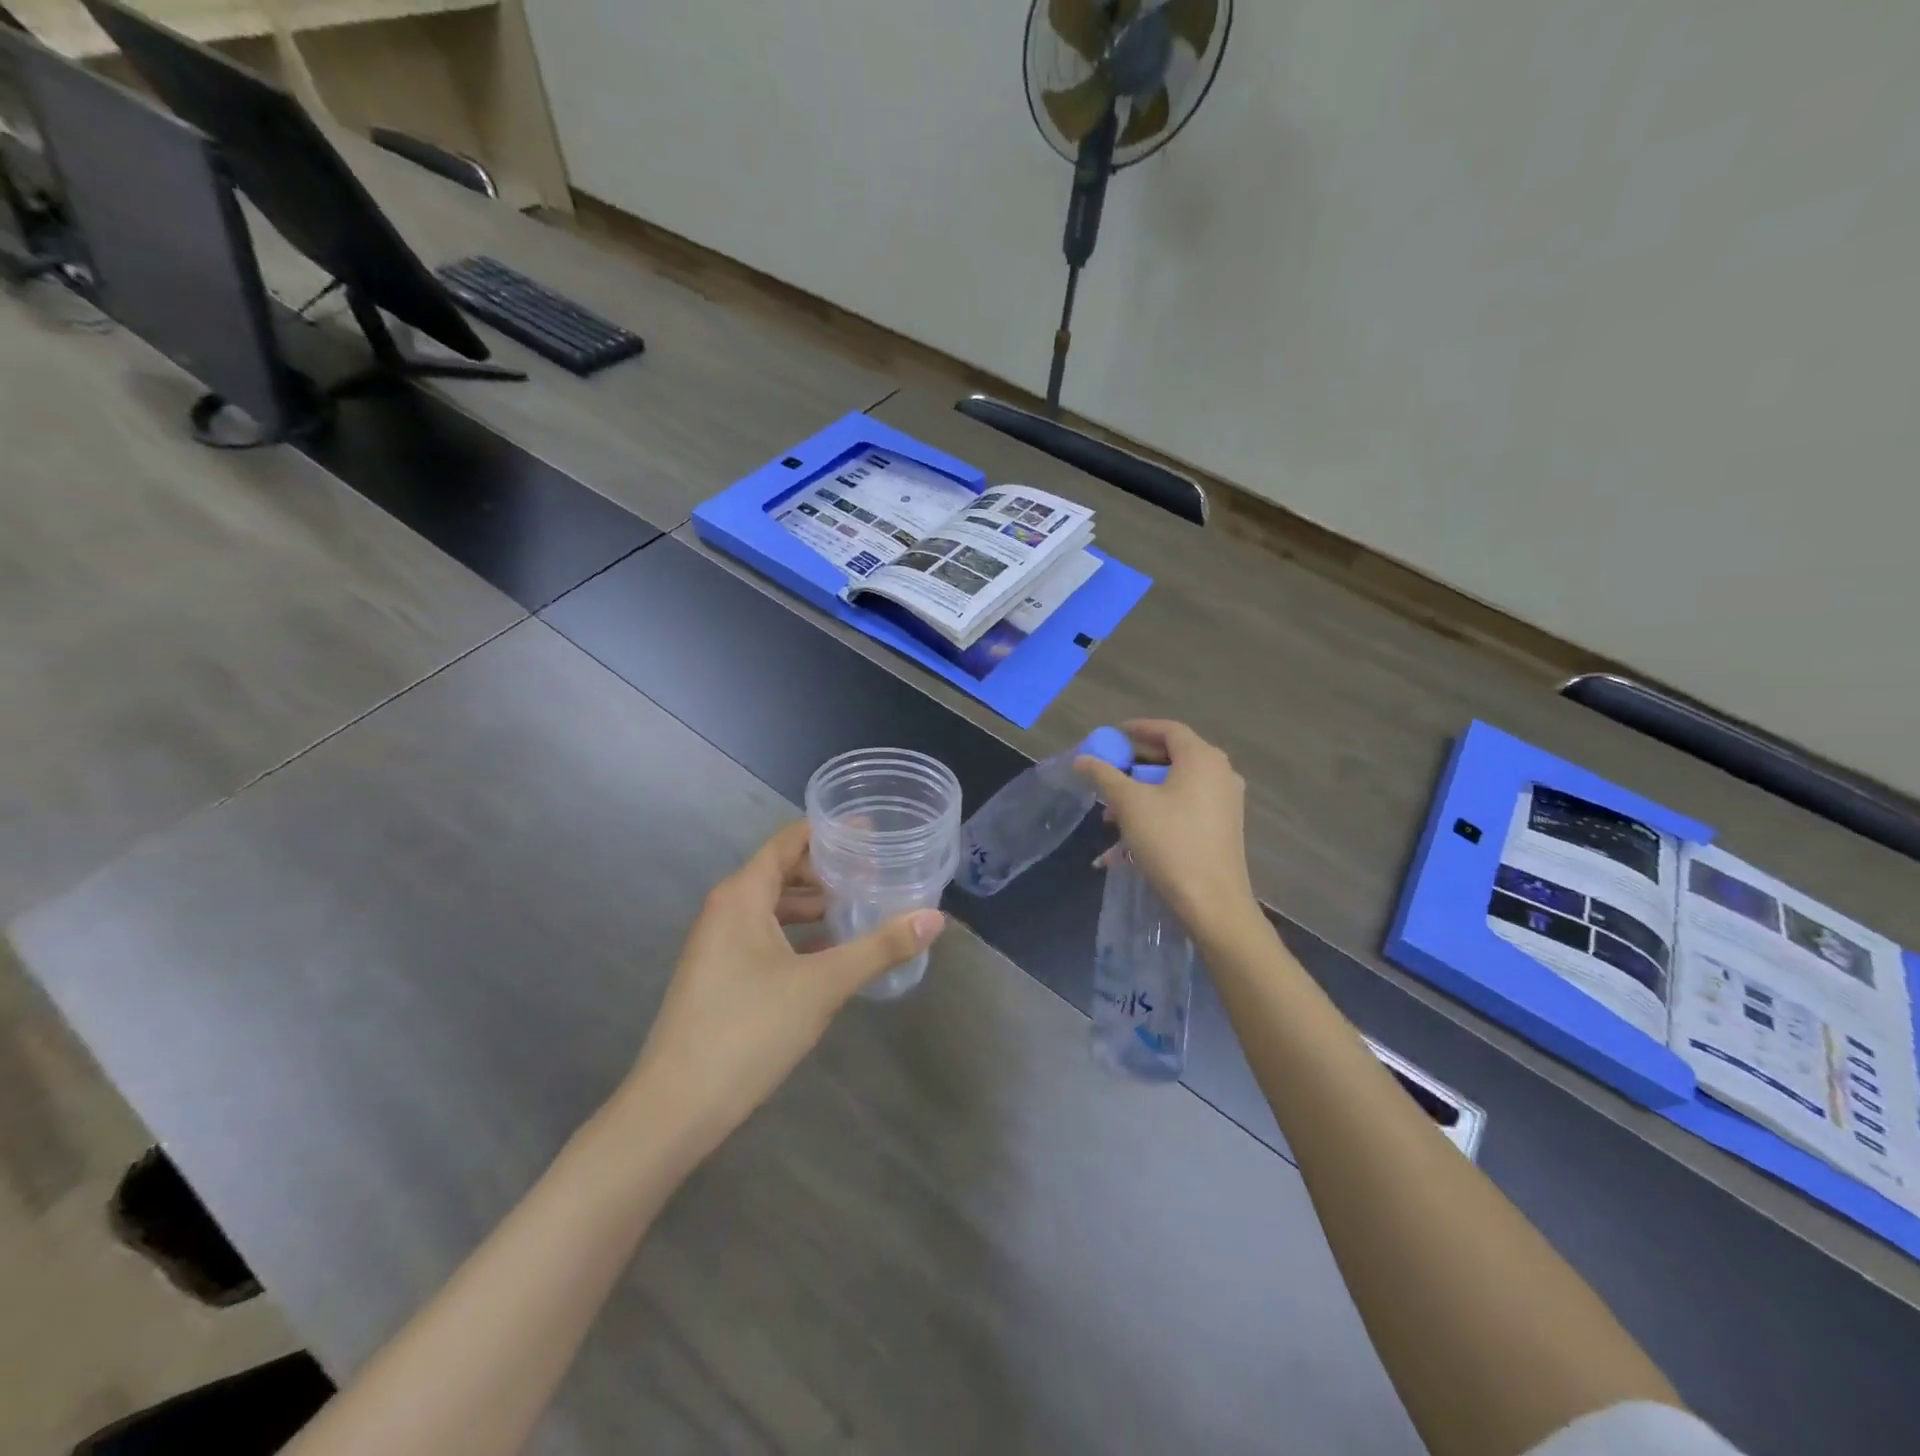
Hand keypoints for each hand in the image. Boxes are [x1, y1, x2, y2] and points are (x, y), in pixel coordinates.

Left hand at [618, 821, 945, 1152]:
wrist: (675, 1108)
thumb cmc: (748, 1030)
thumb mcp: (823, 985)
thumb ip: (879, 948)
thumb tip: (935, 918)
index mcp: (742, 895)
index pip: (789, 841)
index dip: (829, 831)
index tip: (871, 830)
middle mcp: (725, 909)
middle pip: (782, 871)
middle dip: (828, 870)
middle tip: (877, 872)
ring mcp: (718, 944)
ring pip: (774, 907)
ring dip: (815, 904)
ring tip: (861, 907)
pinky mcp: (719, 975)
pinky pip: (765, 935)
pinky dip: (799, 934)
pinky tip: (832, 951)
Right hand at [1076, 719, 1257, 932]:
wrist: (1212, 901)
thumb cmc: (1170, 842)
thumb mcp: (1130, 804)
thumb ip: (1104, 775)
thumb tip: (1083, 758)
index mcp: (1202, 759)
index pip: (1168, 729)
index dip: (1138, 728)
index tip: (1112, 736)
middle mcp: (1220, 774)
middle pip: (1170, 759)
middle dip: (1133, 770)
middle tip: (1107, 778)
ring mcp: (1224, 802)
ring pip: (1174, 788)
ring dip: (1140, 798)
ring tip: (1110, 821)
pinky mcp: (1223, 828)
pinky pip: (1183, 810)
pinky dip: (1156, 817)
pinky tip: (1125, 848)